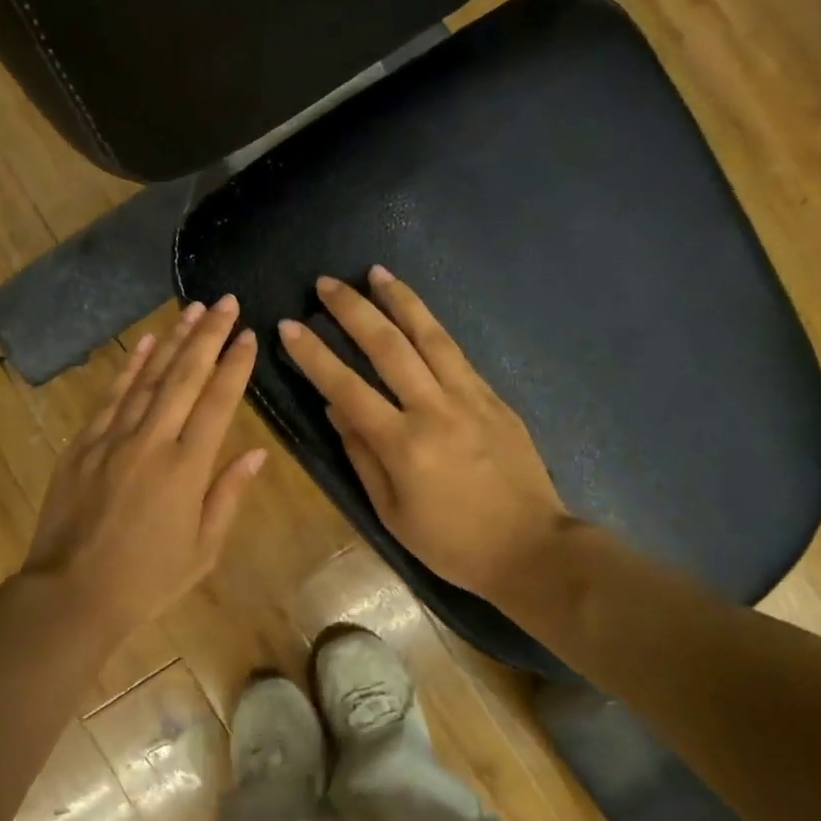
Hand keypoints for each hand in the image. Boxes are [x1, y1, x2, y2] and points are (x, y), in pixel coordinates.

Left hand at [22, 296, 266, 637]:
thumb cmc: (147, 580)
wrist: (71, 594)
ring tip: (193, 309)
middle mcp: (152, 441)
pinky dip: (130, 367)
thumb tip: (256, 453)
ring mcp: (113, 438)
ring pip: (148, 377)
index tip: (249, 334)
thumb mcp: (203, 549)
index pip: (217, 402)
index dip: (235, 365)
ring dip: (173, 340)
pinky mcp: (84, 443)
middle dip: (209, 336)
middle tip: (225, 302)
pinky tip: (145, 343)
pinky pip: (111, 396)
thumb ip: (228, 495)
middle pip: (185, 377)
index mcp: (187, 468)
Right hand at [278, 266, 575, 600]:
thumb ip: (361, 455)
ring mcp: (470, 398)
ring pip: (429, 336)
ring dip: (399, 300)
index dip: (314, 355)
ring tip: (375, 272)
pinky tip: (417, 313)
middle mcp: (434, 410)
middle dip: (352, 310)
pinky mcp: (494, 398)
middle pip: (387, 347)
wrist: (531, 549)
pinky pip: (457, 353)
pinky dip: (432, 326)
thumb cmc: (452, 543)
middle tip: (326, 283)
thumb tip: (334, 408)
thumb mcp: (392, 513)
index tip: (289, 327)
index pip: (346, 388)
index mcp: (403, 446)